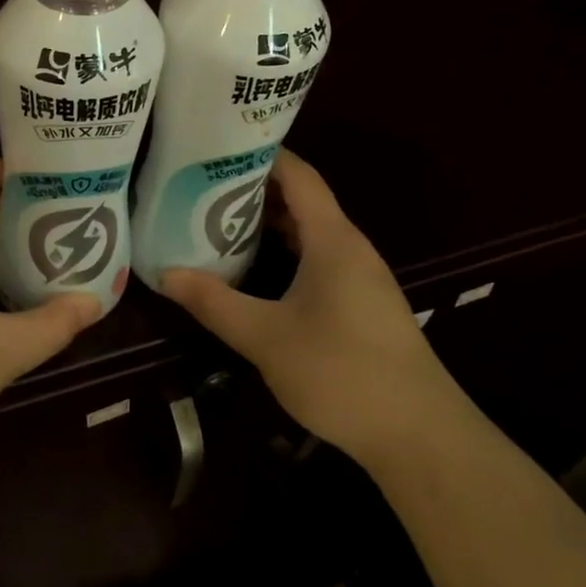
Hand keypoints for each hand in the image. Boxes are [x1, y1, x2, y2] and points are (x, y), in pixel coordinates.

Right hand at [160, 149, 461, 465]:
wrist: (421, 437)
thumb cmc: (342, 372)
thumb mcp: (265, 337)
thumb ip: (214, 302)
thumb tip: (164, 274)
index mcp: (333, 239)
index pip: (298, 175)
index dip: (261, 154)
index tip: (217, 148)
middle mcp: (350, 247)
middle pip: (303, 199)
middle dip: (255, 188)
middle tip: (203, 185)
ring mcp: (361, 276)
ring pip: (311, 231)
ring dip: (269, 222)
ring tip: (218, 220)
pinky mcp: (363, 303)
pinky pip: (319, 257)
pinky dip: (286, 250)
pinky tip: (256, 268)